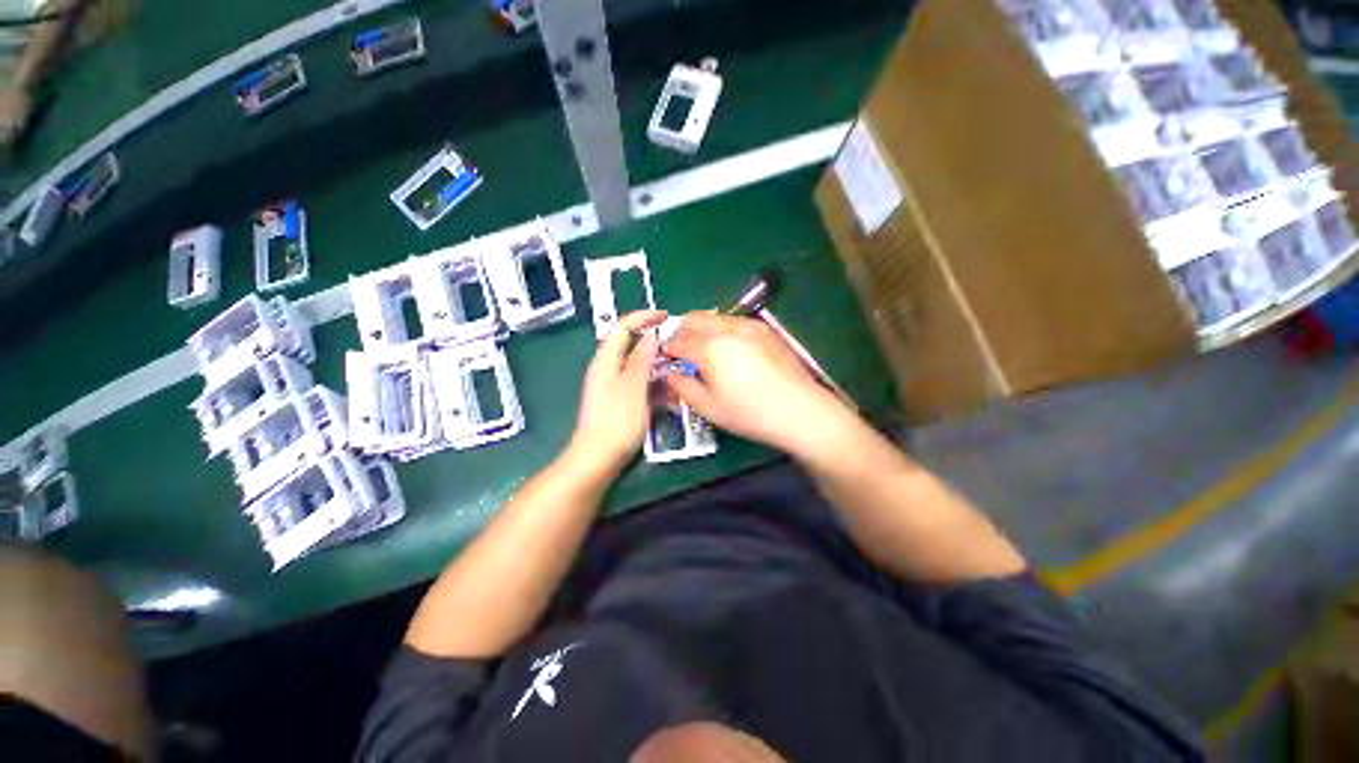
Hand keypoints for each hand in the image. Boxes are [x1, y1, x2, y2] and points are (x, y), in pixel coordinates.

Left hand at [567, 310, 668, 476]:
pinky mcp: (621, 401)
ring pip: (640, 367)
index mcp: (606, 361)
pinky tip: (670, 396)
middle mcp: (608, 369)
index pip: (623, 327)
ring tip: (678, 376)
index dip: (644, 317)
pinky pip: (641, 385)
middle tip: (678, 349)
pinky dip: (655, 386)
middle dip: (656, 345)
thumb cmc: (616, 422)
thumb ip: (642, 359)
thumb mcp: (633, 387)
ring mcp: (615, 386)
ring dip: (659, 368)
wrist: (598, 458)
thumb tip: (651, 336)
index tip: (667, 317)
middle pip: (632, 346)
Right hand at [664, 312, 854, 458]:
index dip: (669, 352)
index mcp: (710, 347)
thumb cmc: (750, 413)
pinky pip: (734, 322)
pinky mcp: (765, 330)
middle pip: (694, 319)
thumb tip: (673, 375)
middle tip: (685, 356)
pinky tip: (732, 354)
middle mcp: (728, 328)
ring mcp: (749, 325)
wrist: (800, 410)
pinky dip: (723, 331)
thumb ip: (684, 388)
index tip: (669, 363)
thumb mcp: (709, 408)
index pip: (679, 342)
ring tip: (709, 355)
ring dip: (703, 330)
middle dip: (683, 334)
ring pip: (715, 317)